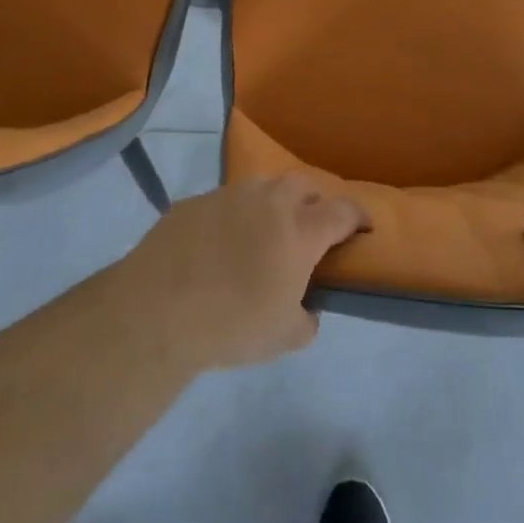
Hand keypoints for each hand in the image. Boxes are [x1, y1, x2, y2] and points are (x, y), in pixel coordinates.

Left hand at [122, 178, 368, 372]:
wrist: (158, 309)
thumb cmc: (232, 324)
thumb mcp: (283, 337)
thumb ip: (306, 320)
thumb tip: (307, 310)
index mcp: (299, 230)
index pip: (342, 211)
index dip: (358, 216)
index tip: (365, 225)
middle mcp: (268, 201)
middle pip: (303, 185)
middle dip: (314, 200)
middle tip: (311, 226)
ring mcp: (228, 196)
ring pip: (262, 186)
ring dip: (272, 203)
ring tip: (265, 231)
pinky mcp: (194, 202)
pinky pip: (224, 202)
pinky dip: (233, 216)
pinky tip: (219, 244)